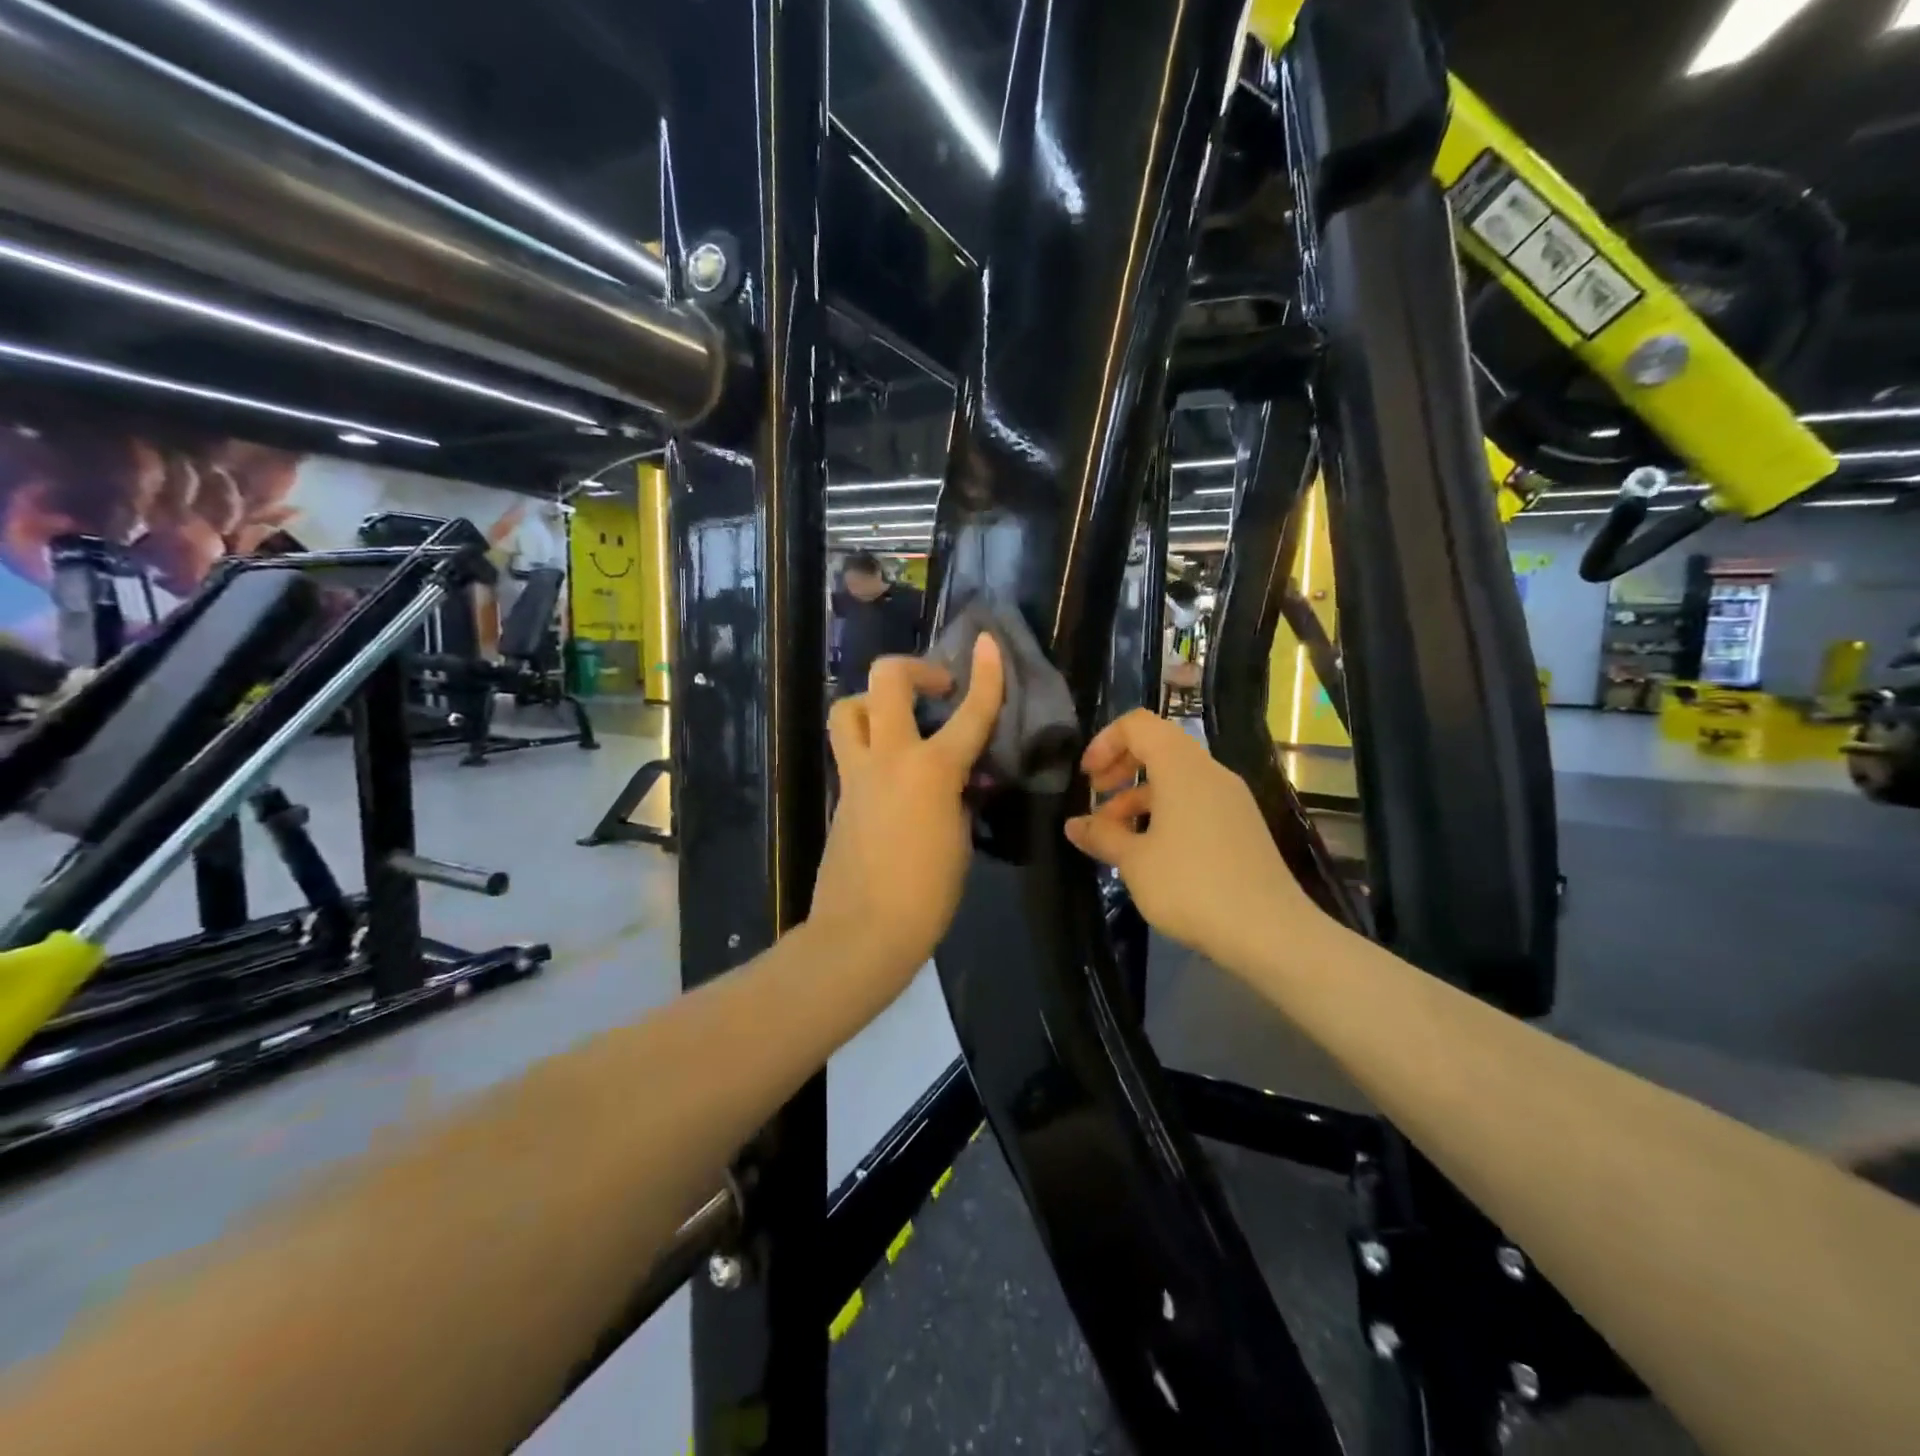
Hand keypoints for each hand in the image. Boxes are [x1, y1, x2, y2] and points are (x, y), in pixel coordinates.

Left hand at [811, 636, 1004, 983]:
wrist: (862, 932)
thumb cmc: (926, 895)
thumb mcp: (958, 838)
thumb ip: (958, 796)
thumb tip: (957, 779)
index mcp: (931, 770)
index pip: (969, 711)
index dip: (985, 674)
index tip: (988, 643)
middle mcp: (889, 758)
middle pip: (886, 680)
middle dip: (913, 668)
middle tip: (936, 687)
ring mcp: (856, 774)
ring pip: (848, 708)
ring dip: (873, 701)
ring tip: (899, 721)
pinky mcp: (839, 794)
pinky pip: (850, 750)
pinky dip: (869, 743)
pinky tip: (892, 773)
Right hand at [1064, 709, 1327, 973]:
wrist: (1269, 932)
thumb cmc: (1191, 885)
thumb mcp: (1134, 861)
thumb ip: (1102, 835)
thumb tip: (1074, 825)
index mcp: (1182, 767)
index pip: (1138, 724)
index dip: (1105, 742)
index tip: (1087, 779)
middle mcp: (1210, 773)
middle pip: (1158, 747)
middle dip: (1120, 768)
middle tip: (1096, 800)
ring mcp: (1230, 800)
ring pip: (1176, 779)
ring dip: (1139, 797)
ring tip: (1115, 838)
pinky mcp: (1241, 826)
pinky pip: (1195, 802)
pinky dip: (1164, 814)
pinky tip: (1149, 853)